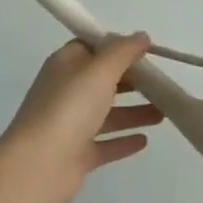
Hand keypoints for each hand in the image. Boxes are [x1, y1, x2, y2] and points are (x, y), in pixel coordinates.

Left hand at [0, 34, 163, 202]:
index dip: (118, 46)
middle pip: (103, 80)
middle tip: (162, 83)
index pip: (93, 47)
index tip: (146, 51)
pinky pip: (105, 143)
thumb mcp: (100, 69)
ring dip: (135, 111)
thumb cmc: (69, 107)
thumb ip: (123, 51)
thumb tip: (141, 36)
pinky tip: (145, 141)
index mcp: (66, 65)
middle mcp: (66, 91)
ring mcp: (70, 125)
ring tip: (164, 113)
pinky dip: (123, 140)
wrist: (38, 166)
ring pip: (107, 113)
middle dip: (132, 80)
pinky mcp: (76, 154)